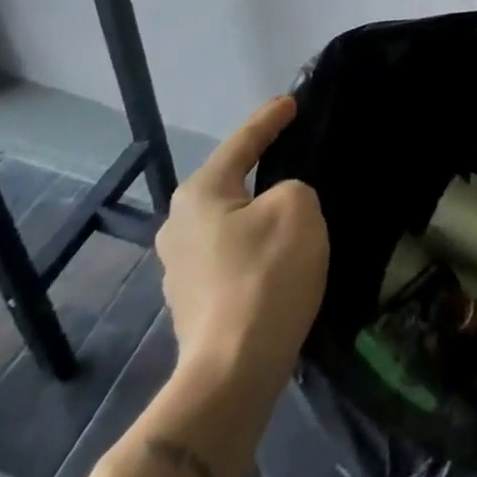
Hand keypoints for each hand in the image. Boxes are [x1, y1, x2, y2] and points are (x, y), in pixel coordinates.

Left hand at [156, 96, 327, 380]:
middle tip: (291, 149)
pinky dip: (253, 244)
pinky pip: (230, 253)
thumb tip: (276, 206)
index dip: (270, 119)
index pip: (243, 142)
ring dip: (256, 211)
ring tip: (288, 204)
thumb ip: (291, 189)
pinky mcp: (192, 304)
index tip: (291, 102)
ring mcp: (179, 270)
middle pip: (229, 181)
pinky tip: (275, 253)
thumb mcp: (298, 207)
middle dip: (258, 165)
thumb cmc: (265, 275)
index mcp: (200, 194)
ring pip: (229, 220)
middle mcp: (178, 226)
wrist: (232, 374)